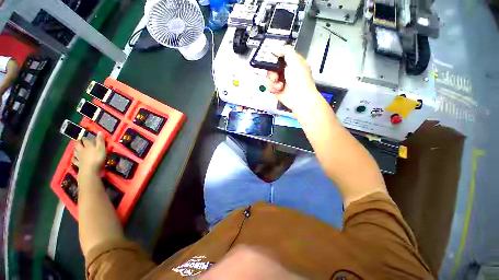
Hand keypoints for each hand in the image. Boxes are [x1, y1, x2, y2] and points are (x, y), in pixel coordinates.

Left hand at [73, 132, 105, 175]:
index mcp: (88, 146)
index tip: (86, 136)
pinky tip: (74, 158)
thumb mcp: (101, 148)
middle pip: (78, 145)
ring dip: (75, 149)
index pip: (85, 140)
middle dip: (78, 142)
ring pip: (75, 151)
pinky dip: (74, 158)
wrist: (90, 170)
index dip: (85, 137)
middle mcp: (82, 150)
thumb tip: (99, 131)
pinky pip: (74, 160)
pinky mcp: (78, 164)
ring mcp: (79, 157)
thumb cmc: (97, 158)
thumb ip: (100, 140)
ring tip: (76, 147)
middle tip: (78, 140)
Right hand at [266, 45, 319, 111]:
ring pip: (268, 76)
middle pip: (271, 67)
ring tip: (279, 84)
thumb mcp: (295, 61)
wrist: (300, 98)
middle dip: (272, 71)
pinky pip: (268, 85)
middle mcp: (286, 71)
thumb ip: (286, 51)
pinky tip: (278, 89)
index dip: (274, 57)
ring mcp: (280, 81)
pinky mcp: (276, 89)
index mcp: (292, 62)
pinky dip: (272, 87)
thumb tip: (277, 48)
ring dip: (272, 81)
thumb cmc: (301, 81)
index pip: (279, 56)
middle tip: (276, 75)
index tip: (270, 59)